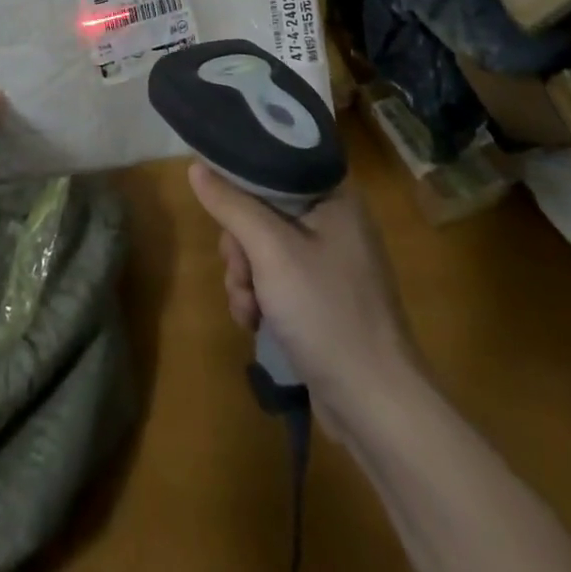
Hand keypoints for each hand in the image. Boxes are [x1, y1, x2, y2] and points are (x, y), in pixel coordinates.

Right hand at [188, 164, 416, 413]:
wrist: (375, 406)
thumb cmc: (327, 312)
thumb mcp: (271, 251)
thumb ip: (231, 205)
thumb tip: (195, 166)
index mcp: (335, 195)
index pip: (276, 165)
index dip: (242, 183)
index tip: (222, 208)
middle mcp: (334, 220)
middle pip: (263, 210)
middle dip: (240, 246)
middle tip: (241, 272)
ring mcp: (329, 262)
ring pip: (263, 248)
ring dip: (245, 278)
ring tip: (249, 309)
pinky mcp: (321, 297)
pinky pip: (275, 279)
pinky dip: (260, 298)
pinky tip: (256, 323)